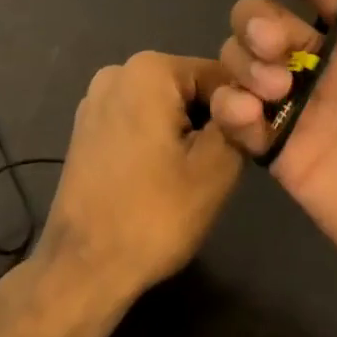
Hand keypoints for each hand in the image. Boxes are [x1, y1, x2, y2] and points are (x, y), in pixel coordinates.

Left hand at [31, 52, 242, 322]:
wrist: (83, 267)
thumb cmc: (154, 214)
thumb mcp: (215, 168)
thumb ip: (240, 122)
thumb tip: (253, 98)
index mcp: (149, 69)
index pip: (219, 75)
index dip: (241, 110)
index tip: (247, 148)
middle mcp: (118, 71)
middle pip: (189, 87)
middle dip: (209, 122)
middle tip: (216, 170)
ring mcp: (96, 99)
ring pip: (164, 106)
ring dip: (183, 134)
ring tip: (186, 179)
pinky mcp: (86, 128)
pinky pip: (138, 121)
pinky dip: (155, 141)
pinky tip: (157, 180)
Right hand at [210, 0, 336, 336]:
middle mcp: (331, 67)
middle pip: (266, 17)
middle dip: (258, 17)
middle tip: (278, 46)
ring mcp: (304, 112)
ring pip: (242, 59)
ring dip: (242, 60)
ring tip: (275, 90)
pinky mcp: (284, 157)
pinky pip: (236, 120)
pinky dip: (229, 108)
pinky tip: (250, 118)